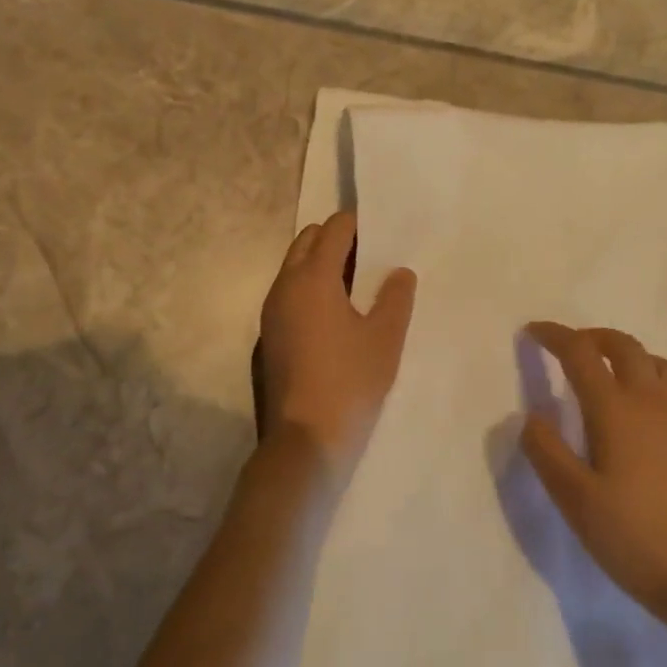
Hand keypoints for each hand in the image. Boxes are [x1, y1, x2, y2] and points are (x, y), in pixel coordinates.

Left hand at [258, 212, 416, 475]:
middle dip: (336, 238)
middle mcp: (284, 286)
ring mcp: (270, 312)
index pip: (334, 229)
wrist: (303, 443)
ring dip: (320, 264)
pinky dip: (309, 289)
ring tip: (356, 287)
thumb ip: (395, 297)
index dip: (357, 224)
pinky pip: (288, 294)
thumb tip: (398, 272)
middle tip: (370, 257)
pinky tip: (334, 317)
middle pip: (307, 241)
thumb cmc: (350, 383)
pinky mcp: (267, 337)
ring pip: (294, 267)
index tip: (381, 232)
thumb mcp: (385, 339)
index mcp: (313, 278)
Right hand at [521, 323, 666, 626]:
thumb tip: (530, 417)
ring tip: (610, 372)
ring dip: (628, 354)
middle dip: (593, 337)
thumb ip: (547, 453)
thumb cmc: (637, 537)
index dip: (554, 336)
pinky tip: (645, 412)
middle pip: (623, 346)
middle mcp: (651, 401)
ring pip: (656, 362)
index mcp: (615, 409)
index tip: (532, 332)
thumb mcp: (577, 501)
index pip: (580, 353)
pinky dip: (652, 380)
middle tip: (571, 347)